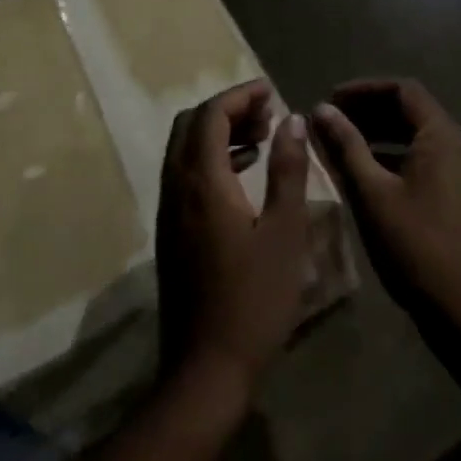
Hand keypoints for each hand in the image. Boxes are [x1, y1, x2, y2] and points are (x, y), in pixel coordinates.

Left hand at [156, 81, 312, 393]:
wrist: (206, 369)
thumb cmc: (254, 300)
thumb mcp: (284, 232)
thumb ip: (288, 170)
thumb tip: (291, 119)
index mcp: (202, 182)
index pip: (211, 115)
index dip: (240, 96)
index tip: (271, 90)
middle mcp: (176, 188)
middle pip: (190, 126)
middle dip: (227, 110)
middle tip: (267, 113)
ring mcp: (169, 212)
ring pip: (184, 151)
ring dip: (218, 134)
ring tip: (262, 137)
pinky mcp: (171, 233)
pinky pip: (185, 175)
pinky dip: (211, 160)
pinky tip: (244, 175)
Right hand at [311, 80, 460, 331]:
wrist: (458, 304)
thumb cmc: (412, 243)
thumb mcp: (371, 191)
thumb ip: (346, 145)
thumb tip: (321, 108)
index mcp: (440, 135)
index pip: (402, 90)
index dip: (364, 89)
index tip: (330, 99)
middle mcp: (455, 143)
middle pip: (410, 109)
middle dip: (368, 109)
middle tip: (330, 119)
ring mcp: (458, 168)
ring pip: (414, 133)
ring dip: (377, 131)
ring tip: (340, 141)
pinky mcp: (455, 190)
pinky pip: (421, 155)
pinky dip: (391, 152)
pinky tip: (364, 169)